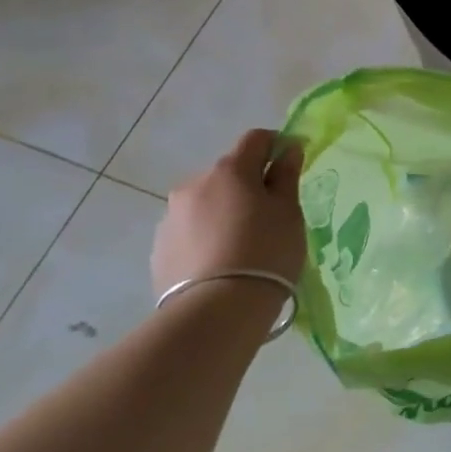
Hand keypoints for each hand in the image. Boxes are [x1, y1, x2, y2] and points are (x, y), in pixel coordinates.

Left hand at [151, 129, 307, 297]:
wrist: (216, 312)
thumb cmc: (265, 253)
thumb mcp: (288, 213)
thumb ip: (286, 176)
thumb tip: (288, 149)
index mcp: (229, 169)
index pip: (256, 139)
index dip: (277, 145)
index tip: (290, 165)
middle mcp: (194, 184)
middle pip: (228, 173)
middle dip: (248, 185)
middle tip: (269, 217)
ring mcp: (171, 217)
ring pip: (206, 203)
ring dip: (223, 212)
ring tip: (241, 246)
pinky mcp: (159, 249)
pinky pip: (190, 232)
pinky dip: (205, 237)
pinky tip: (219, 264)